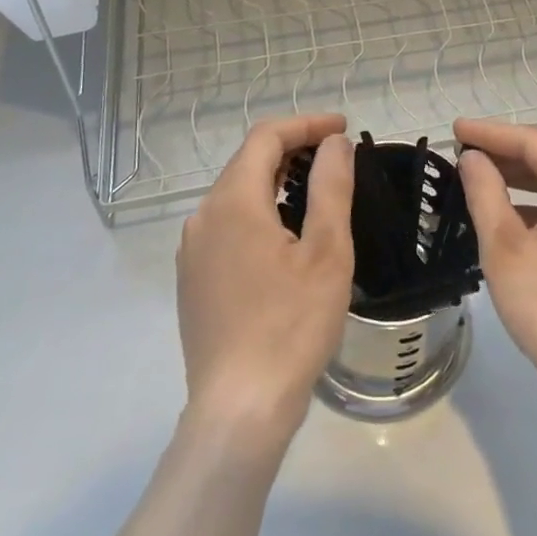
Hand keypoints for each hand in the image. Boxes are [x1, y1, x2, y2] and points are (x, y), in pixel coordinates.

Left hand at [177, 114, 353, 440]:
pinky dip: (259, 210)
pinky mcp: (193, 279)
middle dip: (293, 149)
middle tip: (336, 156)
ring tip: (316, 190)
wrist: (239, 411)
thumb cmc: (291, 325)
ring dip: (276, 180)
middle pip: (248, 161)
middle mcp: (203, 216)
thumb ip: (330, 186)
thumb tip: (333, 144)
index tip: (343, 129)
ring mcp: (193, 250)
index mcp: (234, 201)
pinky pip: (227, 224)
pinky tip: (285, 235)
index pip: (266, 137)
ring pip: (236, 193)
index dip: (306, 124)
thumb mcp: (327, 251)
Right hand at [454, 117, 536, 409]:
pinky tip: (508, 212)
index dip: (490, 133)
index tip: (455, 129)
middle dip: (504, 153)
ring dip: (519, 178)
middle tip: (463, 150)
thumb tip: (473, 158)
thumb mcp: (504, 246)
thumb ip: (485, 191)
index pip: (533, 142)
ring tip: (479, 175)